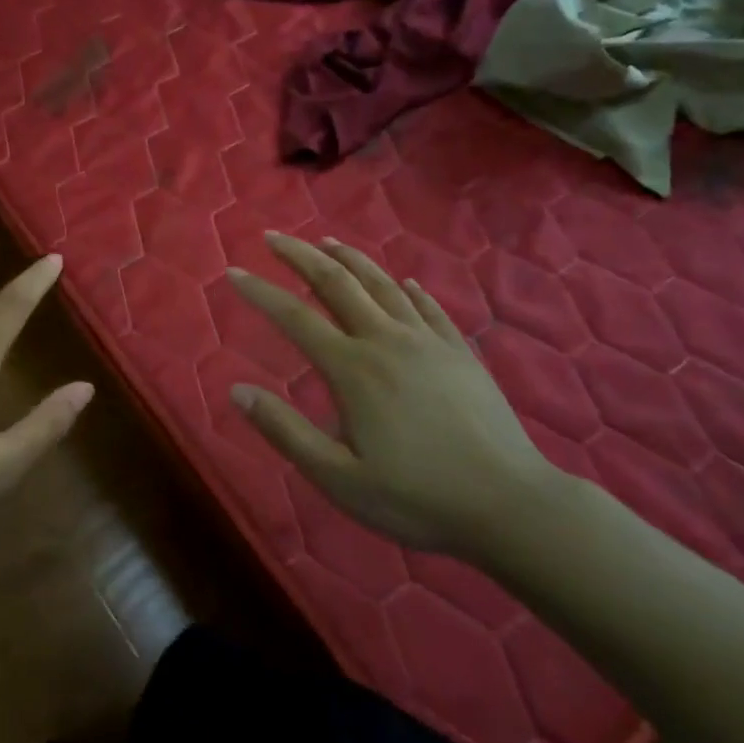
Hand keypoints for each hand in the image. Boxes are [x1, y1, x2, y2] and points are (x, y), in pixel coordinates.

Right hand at [228, 232, 562, 557]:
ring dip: (350, 258)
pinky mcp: (461, 353)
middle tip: (274, 236)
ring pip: (382, 285)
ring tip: (328, 241)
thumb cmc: (416, 498)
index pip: (294, 317)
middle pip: (337, 283)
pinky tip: (403, 282)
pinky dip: (408, 289)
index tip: (233, 272)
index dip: (259, 291)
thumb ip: (285, 431)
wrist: (511, 506)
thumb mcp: (338, 478)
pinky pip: (429, 307)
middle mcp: (387, 340)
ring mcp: (429, 342)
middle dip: (300, 255)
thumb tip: (236, 391)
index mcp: (352, 368)